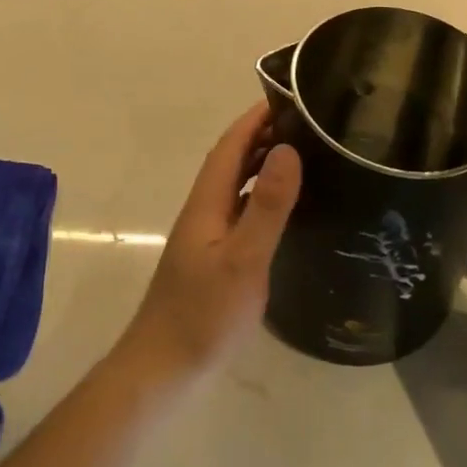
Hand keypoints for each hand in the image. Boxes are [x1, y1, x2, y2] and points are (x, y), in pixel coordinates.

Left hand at [111, 105, 301, 393]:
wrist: (163, 369)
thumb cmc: (204, 314)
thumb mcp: (244, 259)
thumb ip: (267, 206)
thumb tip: (288, 149)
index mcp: (206, 202)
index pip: (230, 146)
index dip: (254, 119)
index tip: (285, 98)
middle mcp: (203, 211)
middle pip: (231, 161)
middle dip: (261, 135)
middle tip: (303, 123)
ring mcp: (205, 236)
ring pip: (234, 186)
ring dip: (260, 164)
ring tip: (299, 155)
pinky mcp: (212, 259)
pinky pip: (238, 210)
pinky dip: (259, 196)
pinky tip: (280, 210)